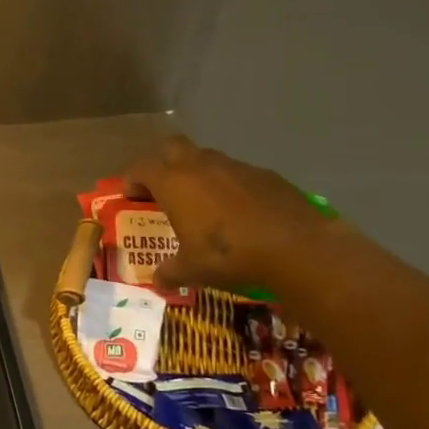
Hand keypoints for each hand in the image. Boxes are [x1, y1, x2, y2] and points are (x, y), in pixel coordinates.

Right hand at [124, 136, 343, 292]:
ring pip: (206, 158)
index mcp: (174, 182)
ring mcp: (235, 167)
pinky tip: (239, 211)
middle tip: (163, 188)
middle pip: (171, 146)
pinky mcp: (265, 175)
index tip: (131, 196)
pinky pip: (237, 173)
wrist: (298, 248)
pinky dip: (230, 186)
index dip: (132, 180)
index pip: (141, 168)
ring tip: (203, 202)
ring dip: (198, 173)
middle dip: (162, 162)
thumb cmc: (230, 254)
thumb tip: (157, 281)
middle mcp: (200, 166)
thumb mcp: (193, 269)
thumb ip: (170, 271)